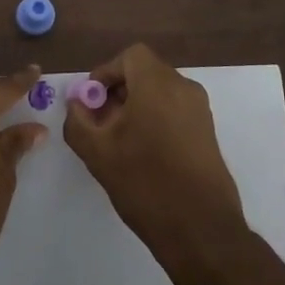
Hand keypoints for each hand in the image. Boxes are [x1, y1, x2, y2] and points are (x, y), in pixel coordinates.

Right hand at [63, 42, 248, 271]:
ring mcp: (200, 110)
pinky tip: (142, 153)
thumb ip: (78, 121)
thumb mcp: (97, 152)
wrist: (201, 228)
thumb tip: (76, 104)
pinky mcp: (207, 132)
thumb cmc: (145, 183)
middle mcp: (184, 88)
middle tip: (98, 122)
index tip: (91, 101)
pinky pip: (175, 110)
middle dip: (118, 91)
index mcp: (158, 84)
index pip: (130, 56)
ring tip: (117, 140)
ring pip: (160, 92)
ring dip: (136, 106)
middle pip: (145, 72)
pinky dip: (155, 118)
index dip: (106, 72)